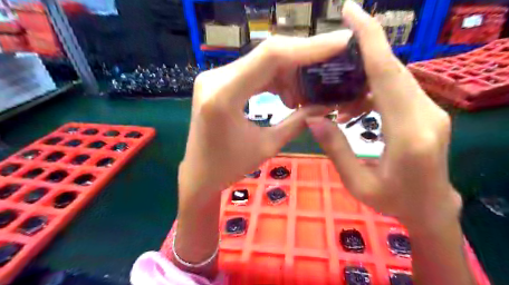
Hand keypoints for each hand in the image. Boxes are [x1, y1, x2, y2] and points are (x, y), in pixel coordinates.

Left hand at [178, 30, 369, 202]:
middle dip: (302, 61)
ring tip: (305, 94)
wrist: (199, 173)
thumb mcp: (267, 146)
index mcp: (224, 95)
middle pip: (268, 54)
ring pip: (262, 62)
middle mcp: (215, 78)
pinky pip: (253, 72)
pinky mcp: (218, 82)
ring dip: (288, 74)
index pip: (271, 56)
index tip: (340, 44)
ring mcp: (214, 77)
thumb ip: (298, 122)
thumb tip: (326, 104)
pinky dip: (274, 80)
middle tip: (327, 72)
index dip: (309, 48)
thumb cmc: (228, 167)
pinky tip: (287, 95)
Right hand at [306, 1, 461, 230]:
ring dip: (363, 80)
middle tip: (332, 51)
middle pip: (391, 69)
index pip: (387, 74)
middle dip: (363, 50)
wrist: (431, 207)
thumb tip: (313, 118)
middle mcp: (426, 115)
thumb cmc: (394, 201)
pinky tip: (354, 108)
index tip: (352, 11)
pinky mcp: (427, 112)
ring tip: (339, 99)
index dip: (370, 39)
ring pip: (394, 78)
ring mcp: (430, 111)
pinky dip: (372, 91)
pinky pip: (396, 90)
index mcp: (408, 134)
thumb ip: (336, 149)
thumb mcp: (357, 183)